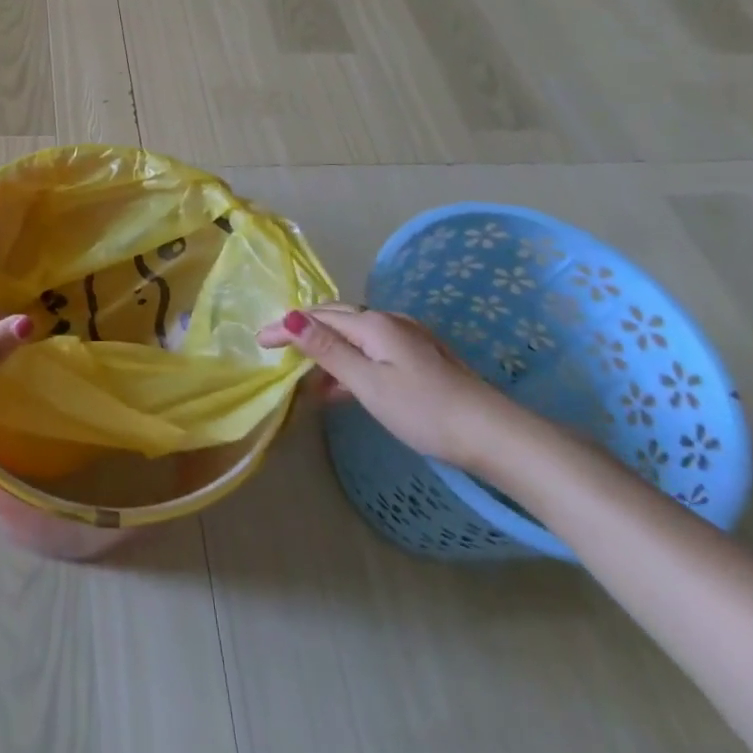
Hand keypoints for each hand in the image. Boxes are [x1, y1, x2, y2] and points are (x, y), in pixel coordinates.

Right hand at [257, 305, 517, 471]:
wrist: (494, 434)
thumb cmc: (424, 411)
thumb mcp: (368, 384)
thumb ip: (328, 351)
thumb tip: (292, 317)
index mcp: (375, 324)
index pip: (319, 317)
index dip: (287, 326)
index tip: (259, 340)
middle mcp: (391, 321)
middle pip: (337, 318)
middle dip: (305, 330)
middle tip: (277, 348)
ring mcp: (410, 339)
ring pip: (356, 336)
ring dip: (328, 350)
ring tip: (306, 377)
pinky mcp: (422, 358)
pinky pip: (372, 350)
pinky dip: (351, 362)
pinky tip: (345, 387)